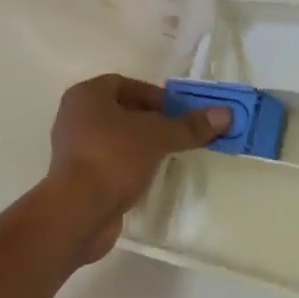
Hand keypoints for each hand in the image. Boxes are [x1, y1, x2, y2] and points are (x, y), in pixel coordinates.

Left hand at [46, 74, 228, 262]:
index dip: (155, 96)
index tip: (179, 112)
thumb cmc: (113, 157)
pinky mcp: (77, 178)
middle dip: (151, 121)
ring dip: (140, 145)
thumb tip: (225, 114)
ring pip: (115, 139)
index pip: (126, 84)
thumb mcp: (157, 136)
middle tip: (178, 134)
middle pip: (121, 111)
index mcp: (86, 95)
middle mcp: (75, 116)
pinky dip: (128, 167)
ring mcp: (73, 149)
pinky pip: (109, 163)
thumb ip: (189, 126)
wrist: (77, 212)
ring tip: (168, 157)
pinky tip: (148, 178)